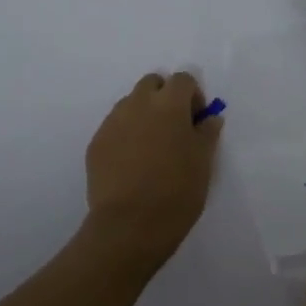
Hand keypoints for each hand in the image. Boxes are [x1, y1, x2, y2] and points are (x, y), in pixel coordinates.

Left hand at [83, 71, 222, 271]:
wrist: (129, 225)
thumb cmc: (176, 192)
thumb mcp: (203, 162)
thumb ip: (207, 133)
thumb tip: (209, 118)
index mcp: (168, 104)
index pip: (183, 80)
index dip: (193, 96)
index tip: (197, 121)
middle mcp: (137, 104)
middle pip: (152, 84)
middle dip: (165, 97)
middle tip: (174, 128)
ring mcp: (112, 122)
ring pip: (130, 104)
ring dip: (144, 114)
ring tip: (152, 148)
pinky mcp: (96, 143)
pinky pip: (115, 127)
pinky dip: (126, 135)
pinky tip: (133, 164)